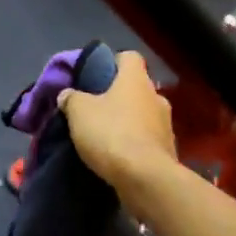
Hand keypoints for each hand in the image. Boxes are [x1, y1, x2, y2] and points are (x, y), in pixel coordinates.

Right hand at [55, 50, 176, 191]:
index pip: (129, 57)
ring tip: (105, 135)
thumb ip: (71, 98)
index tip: (95, 75)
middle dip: (118, 96)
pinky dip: (135, 143)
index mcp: (136, 79)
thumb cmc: (111, 134)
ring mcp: (166, 124)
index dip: (112, 62)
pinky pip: (148, 139)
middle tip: (96, 108)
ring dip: (128, 121)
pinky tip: (118, 155)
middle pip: (136, 87)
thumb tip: (68, 95)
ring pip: (143, 114)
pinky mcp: (168, 150)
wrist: (145, 179)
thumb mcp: (79, 112)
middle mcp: (156, 96)